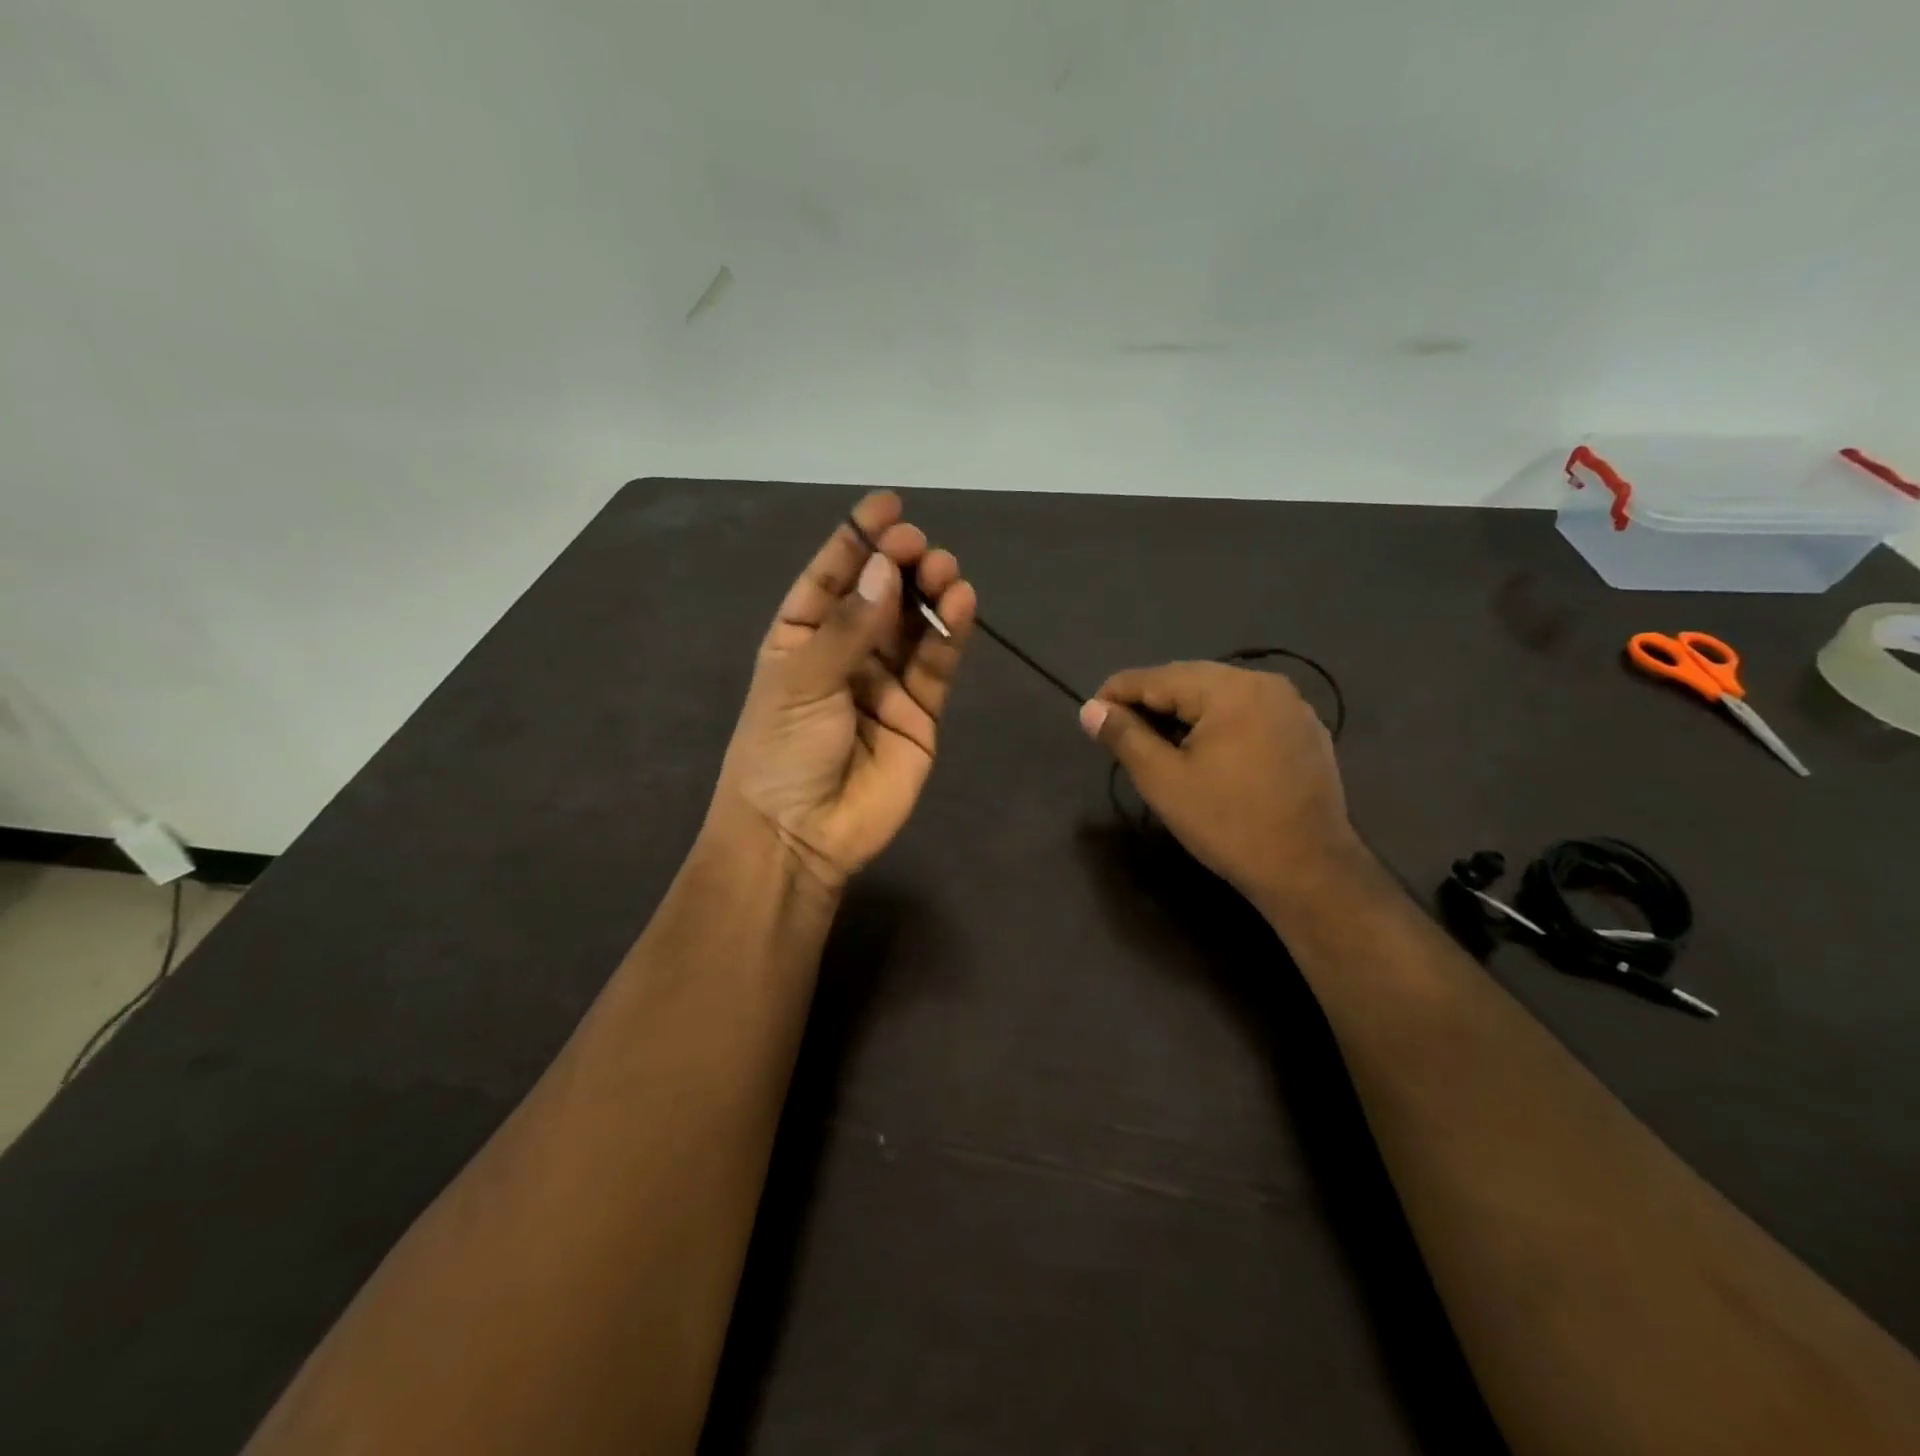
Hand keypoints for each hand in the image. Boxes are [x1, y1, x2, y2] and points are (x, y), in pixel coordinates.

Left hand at [707, 491, 976, 891]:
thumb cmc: (781, 752)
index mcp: (801, 638)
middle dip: (900, 565)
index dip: (858, 540)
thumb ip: (850, 627)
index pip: (831, 578)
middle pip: (880, 596)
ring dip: (931, 594)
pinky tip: (962, 603)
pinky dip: (952, 634)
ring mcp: (886, 683)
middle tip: (919, 547)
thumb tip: (887, 569)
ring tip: (945, 571)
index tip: (888, 505)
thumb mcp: (802, 680)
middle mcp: (846, 653)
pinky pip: (938, 665)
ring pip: (915, 626)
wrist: (800, 836)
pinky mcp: (921, 713)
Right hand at [1080, 661, 1360, 905]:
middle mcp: (1265, 683)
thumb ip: (1124, 737)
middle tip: (1118, 729)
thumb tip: (1090, 709)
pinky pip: (1248, 713)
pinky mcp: (1305, 732)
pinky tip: (1204, 751)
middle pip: (1190, 680)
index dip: (1117, 693)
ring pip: (1220, 696)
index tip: (1090, 714)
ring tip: (1156, 740)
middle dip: (1150, 701)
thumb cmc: (1228, 823)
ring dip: (1183, 712)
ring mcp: (1292, 707)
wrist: (1309, 871)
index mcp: (1230, 689)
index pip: (1157, 677)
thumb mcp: (1163, 780)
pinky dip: (1218, 724)